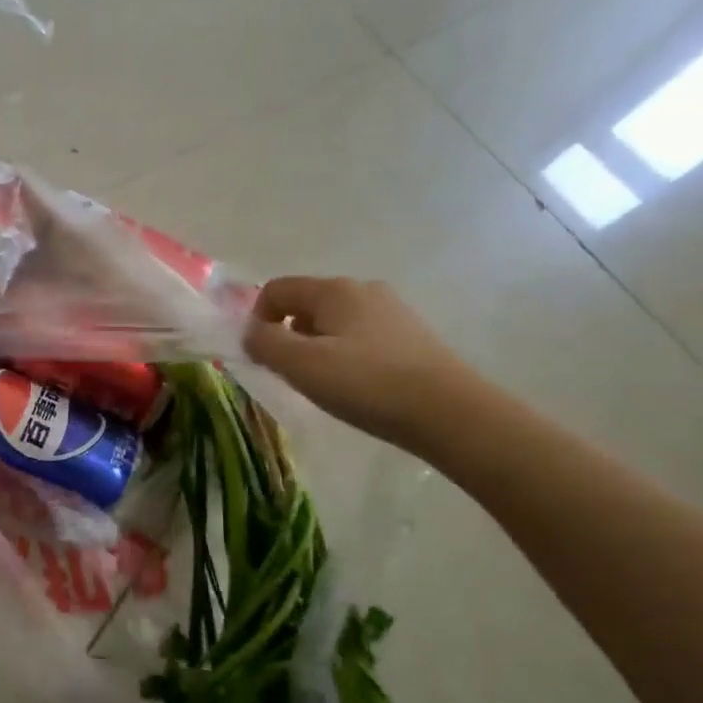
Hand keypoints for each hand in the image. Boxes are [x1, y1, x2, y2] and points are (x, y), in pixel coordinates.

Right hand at [243, 276, 480, 454]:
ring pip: (334, 322)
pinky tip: (358, 386)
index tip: (261, 356)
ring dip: (317, 348)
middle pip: (306, 304)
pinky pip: (361, 337)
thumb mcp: (302, 365)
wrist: (451, 413)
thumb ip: (265, 343)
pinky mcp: (411, 336)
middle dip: (288, 335)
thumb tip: (251, 331)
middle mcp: (363, 290)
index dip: (257, 319)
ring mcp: (392, 311)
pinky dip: (346, 355)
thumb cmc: (367, 384)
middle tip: (292, 374)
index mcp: (334, 290)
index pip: (276, 289)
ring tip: (326, 384)